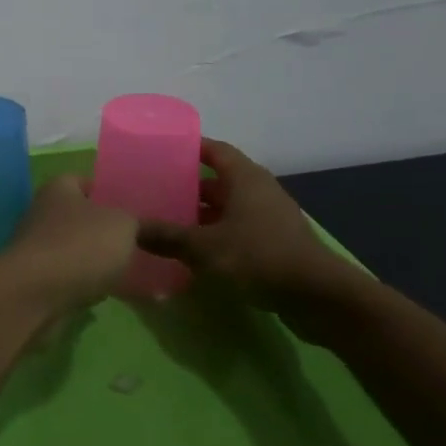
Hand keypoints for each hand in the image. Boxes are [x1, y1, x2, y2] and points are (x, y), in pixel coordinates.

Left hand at [0, 175, 138, 317]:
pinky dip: (84, 283)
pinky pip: (68, 277)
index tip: (135, 209)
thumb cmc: (80, 246)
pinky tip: (105, 293)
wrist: (34, 295)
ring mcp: (36, 248)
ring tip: (127, 270)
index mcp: (59, 188)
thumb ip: (140, 223)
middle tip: (138, 243)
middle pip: (80, 217)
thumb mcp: (123, 226)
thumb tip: (147, 226)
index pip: (85, 181)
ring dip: (95, 259)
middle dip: (105, 230)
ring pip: (74, 249)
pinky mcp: (35, 280)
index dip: (109, 192)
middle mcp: (42, 213)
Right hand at [137, 140, 349, 307]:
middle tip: (156, 192)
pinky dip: (217, 235)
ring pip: (228, 208)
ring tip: (169, 223)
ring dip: (202, 215)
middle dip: (189, 186)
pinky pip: (239, 230)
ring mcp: (270, 218)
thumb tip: (129, 229)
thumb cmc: (258, 257)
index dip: (189, 148)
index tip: (161, 151)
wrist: (317, 297)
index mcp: (245, 178)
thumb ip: (166, 236)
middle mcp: (259, 191)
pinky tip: (195, 252)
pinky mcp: (276, 243)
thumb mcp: (203, 247)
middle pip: (219, 181)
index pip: (214, 150)